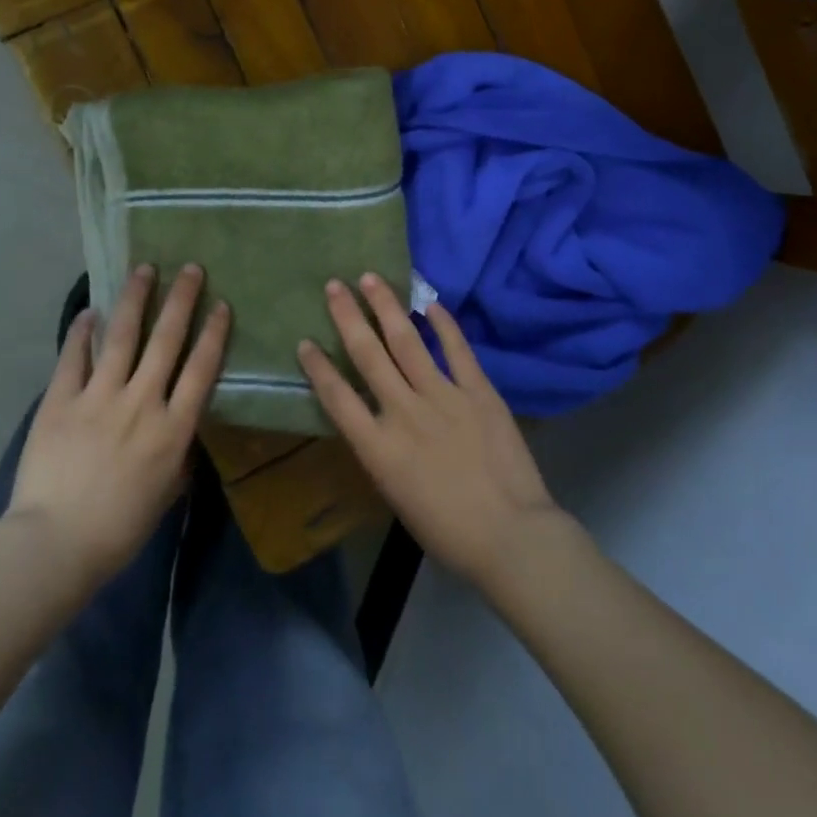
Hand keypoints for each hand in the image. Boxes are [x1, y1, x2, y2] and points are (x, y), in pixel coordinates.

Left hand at [4, 264, 228, 589]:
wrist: (55, 545)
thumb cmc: (119, 528)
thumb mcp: (166, 492)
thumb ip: (178, 453)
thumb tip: (182, 428)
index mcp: (172, 428)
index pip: (201, 368)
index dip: (213, 332)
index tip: (221, 304)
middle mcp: (142, 402)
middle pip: (166, 339)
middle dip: (182, 299)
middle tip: (191, 268)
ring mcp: (99, 397)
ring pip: (122, 336)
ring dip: (135, 299)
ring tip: (144, 269)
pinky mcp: (61, 400)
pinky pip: (74, 356)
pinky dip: (83, 331)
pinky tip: (90, 310)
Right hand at [298, 275, 564, 587]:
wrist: (511, 538)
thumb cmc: (448, 532)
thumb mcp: (397, 495)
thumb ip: (383, 451)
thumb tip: (377, 420)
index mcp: (379, 448)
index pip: (337, 397)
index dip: (318, 367)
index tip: (305, 341)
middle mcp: (404, 413)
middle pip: (368, 355)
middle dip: (347, 317)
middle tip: (333, 286)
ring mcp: (443, 397)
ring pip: (407, 341)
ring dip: (386, 306)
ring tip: (370, 278)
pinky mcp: (478, 391)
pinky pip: (457, 349)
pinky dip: (443, 323)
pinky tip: (429, 302)